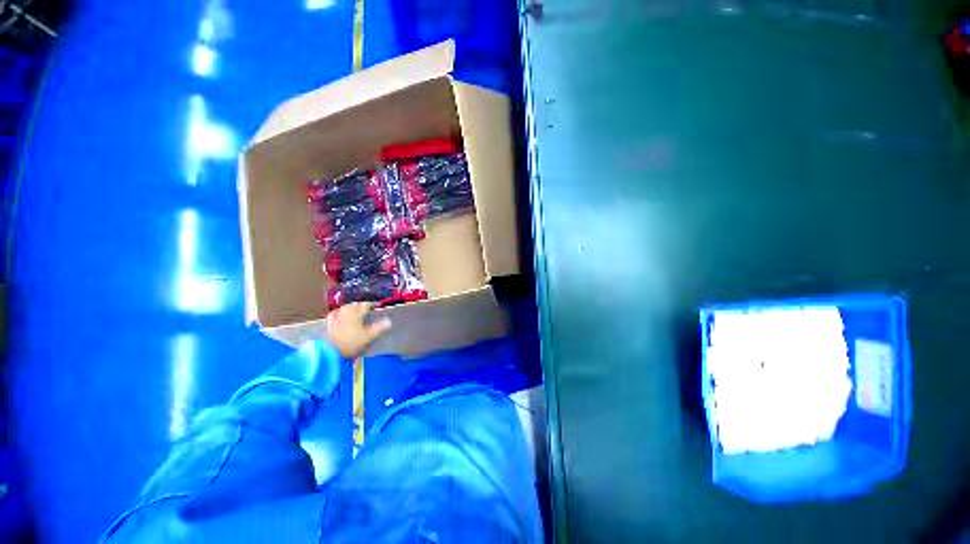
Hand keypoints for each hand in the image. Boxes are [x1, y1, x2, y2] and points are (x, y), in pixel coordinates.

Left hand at [325, 302, 391, 358]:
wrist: (329, 349)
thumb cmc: (351, 341)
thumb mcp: (368, 336)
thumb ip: (379, 328)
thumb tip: (389, 321)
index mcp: (357, 312)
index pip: (367, 304)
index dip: (373, 304)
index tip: (378, 305)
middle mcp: (347, 310)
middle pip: (356, 304)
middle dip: (362, 305)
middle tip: (368, 308)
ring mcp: (337, 315)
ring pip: (346, 307)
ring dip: (352, 307)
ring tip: (356, 310)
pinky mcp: (329, 322)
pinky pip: (335, 313)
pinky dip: (340, 312)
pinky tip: (340, 314)